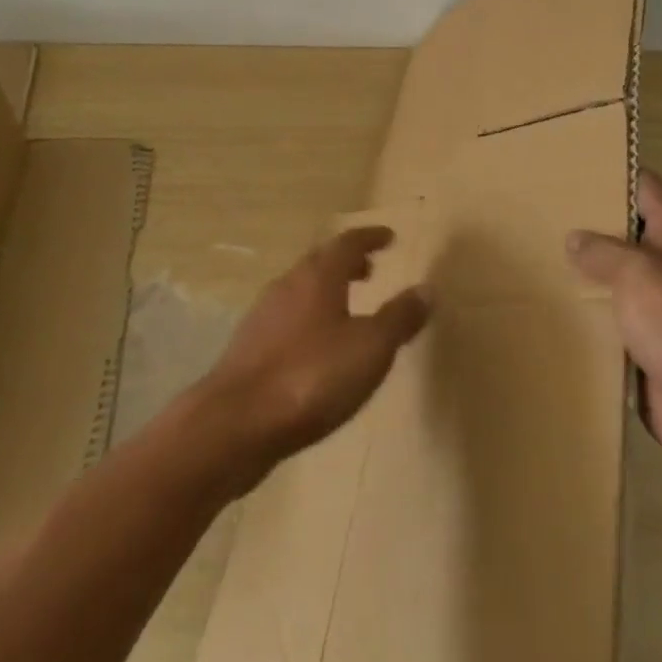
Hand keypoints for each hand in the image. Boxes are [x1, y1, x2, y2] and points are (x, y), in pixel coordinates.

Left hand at [197, 226, 428, 483]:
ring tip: (347, 309)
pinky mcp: (248, 349)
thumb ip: (399, 318)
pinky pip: (286, 319)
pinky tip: (315, 348)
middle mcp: (288, 286)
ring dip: (326, 291)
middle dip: (347, 262)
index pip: (347, 243)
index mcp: (318, 277)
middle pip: (320, 262)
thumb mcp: (370, 349)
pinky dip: (308, 319)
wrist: (235, 424)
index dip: (370, 238)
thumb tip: (427, 289)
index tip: (389, 237)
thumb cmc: (311, 377)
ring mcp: (263, 316)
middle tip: (370, 270)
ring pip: (301, 290)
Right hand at [567, 170, 661, 469]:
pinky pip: (611, 322)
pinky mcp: (648, 346)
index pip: (644, 186)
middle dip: (586, 225)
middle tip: (537, 211)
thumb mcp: (641, 274)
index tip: (571, 164)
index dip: (613, 171)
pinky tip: (549, 307)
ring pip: (614, 279)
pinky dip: (587, 316)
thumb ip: (603, 251)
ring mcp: (660, 307)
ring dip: (583, 274)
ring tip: (532, 255)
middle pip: (624, 233)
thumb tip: (574, 238)